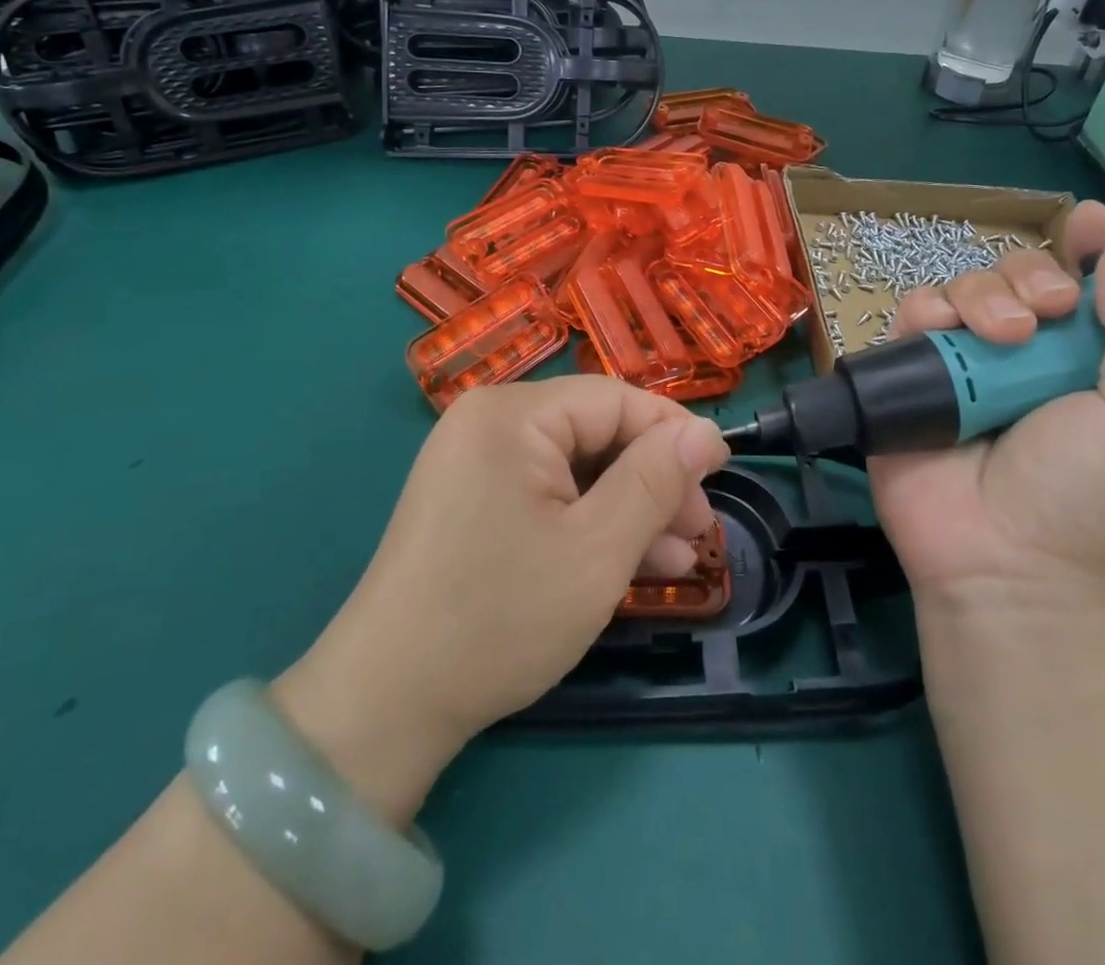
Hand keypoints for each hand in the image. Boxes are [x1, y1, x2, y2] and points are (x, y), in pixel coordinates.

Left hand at [275, 377, 728, 822]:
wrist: (385, 704)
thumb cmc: (500, 617)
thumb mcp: (597, 549)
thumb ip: (656, 480)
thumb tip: (706, 432)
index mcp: (512, 414)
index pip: (616, 399)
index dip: (673, 435)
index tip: (719, 478)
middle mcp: (489, 423)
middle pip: (596, 433)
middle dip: (653, 481)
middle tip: (699, 533)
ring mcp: (475, 464)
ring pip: (576, 469)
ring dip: (629, 509)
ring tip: (679, 558)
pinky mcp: (471, 503)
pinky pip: (547, 496)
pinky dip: (589, 524)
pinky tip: (633, 563)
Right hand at [869, 201, 1104, 628]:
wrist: (1005, 568)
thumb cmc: (1090, 498)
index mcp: (1084, 361)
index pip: (1083, 285)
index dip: (1086, 247)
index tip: (1086, 223)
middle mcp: (1020, 356)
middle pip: (1014, 276)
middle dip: (1029, 276)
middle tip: (1044, 314)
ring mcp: (959, 366)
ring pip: (960, 287)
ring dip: (981, 295)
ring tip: (998, 339)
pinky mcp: (906, 377)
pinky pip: (908, 318)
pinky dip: (924, 314)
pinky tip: (942, 337)